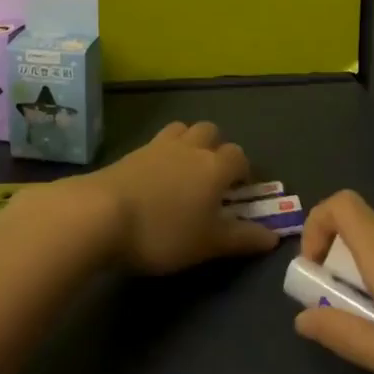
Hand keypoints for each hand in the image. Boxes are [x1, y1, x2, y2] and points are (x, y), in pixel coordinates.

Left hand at [76, 121, 280, 274]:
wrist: (101, 214)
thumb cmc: (163, 232)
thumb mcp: (208, 244)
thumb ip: (242, 238)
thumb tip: (273, 237)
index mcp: (214, 166)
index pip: (239, 155)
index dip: (243, 171)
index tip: (240, 193)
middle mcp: (190, 147)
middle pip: (210, 131)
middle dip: (216, 148)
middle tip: (211, 178)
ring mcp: (158, 145)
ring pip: (183, 129)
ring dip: (189, 143)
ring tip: (184, 172)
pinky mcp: (132, 152)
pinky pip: (157, 142)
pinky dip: (164, 153)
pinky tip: (155, 177)